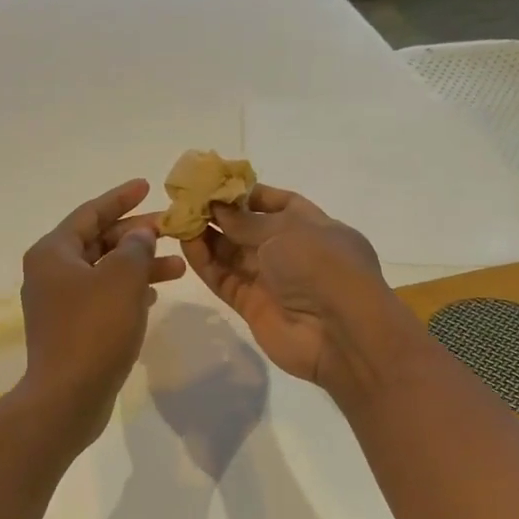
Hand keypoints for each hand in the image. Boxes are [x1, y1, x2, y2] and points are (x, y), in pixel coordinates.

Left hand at [18, 179, 186, 447]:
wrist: (68, 396)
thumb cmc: (94, 330)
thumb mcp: (122, 279)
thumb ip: (135, 247)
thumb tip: (140, 234)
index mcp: (53, 252)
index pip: (90, 213)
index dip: (121, 198)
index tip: (147, 185)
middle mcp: (50, 272)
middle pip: (97, 241)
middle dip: (136, 235)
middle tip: (171, 229)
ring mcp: (59, 303)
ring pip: (104, 271)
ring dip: (139, 266)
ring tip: (178, 266)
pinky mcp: (71, 329)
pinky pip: (102, 297)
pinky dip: (128, 291)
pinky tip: (154, 296)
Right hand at [183, 184, 411, 393]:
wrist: (339, 333)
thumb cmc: (322, 267)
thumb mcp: (286, 231)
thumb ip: (246, 221)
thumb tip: (217, 206)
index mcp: (314, 226)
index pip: (279, 204)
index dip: (249, 194)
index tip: (217, 185)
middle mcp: (292, 252)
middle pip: (250, 229)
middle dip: (221, 215)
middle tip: (188, 201)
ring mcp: (272, 281)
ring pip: (233, 255)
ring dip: (208, 237)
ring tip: (179, 219)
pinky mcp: (252, 306)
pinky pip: (225, 280)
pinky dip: (206, 263)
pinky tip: (186, 244)